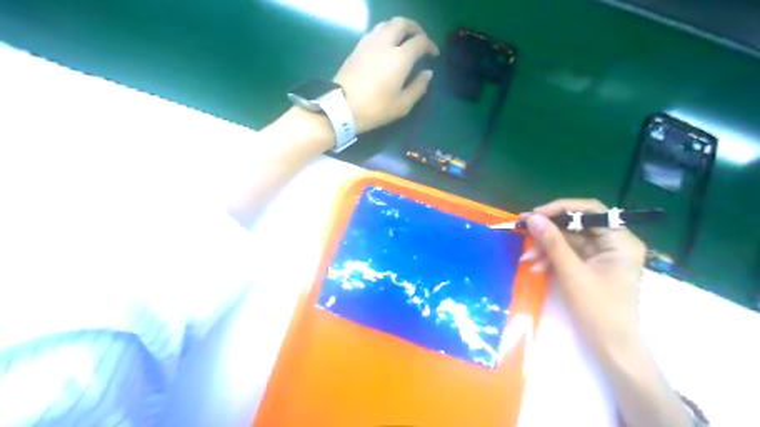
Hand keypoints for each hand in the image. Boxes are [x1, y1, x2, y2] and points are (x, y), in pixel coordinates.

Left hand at [334, 16, 438, 132]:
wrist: (341, 107)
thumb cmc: (375, 108)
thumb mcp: (402, 105)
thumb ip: (418, 87)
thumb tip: (428, 73)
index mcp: (400, 57)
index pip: (420, 41)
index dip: (430, 45)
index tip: (433, 54)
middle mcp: (385, 43)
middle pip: (402, 23)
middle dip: (415, 28)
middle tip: (420, 39)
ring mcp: (369, 43)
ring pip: (387, 24)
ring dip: (399, 28)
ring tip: (403, 40)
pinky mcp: (357, 47)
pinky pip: (375, 31)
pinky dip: (385, 33)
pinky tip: (385, 46)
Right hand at [523, 198, 645, 357]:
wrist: (611, 347)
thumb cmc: (598, 310)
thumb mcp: (572, 273)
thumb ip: (552, 242)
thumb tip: (533, 218)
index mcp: (620, 241)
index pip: (590, 211)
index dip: (560, 209)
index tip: (534, 215)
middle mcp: (614, 243)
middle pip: (576, 225)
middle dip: (548, 231)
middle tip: (522, 229)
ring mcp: (602, 256)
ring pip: (569, 240)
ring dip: (546, 247)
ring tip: (526, 258)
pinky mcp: (591, 267)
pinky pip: (568, 254)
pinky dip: (551, 259)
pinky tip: (536, 267)